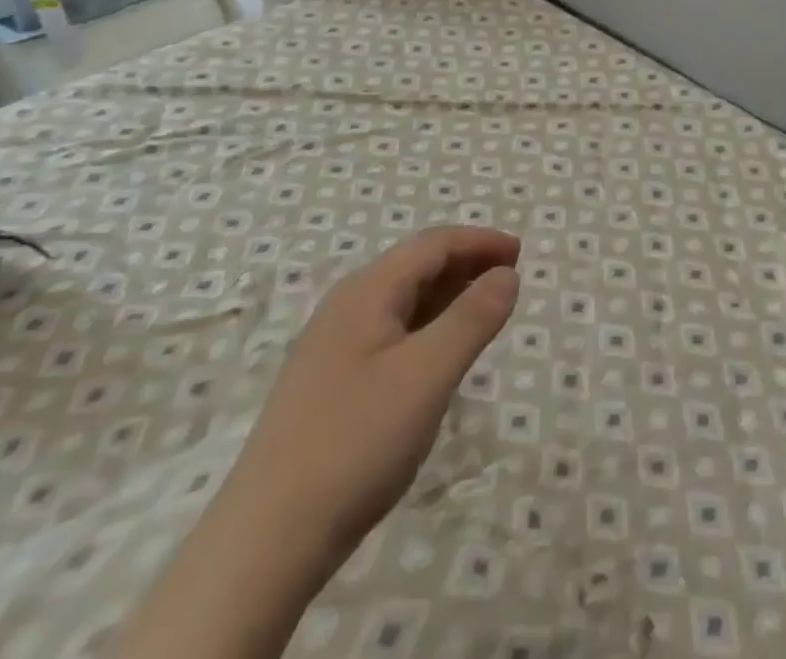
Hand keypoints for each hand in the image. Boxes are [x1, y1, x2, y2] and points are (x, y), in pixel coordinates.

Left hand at [120, 227, 519, 658]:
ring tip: (485, 313)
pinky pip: (390, 334)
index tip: (521, 254)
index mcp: (365, 293)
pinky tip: (440, 356)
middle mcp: (345, 309)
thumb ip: (474, 316)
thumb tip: (507, 274)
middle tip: (510, 280)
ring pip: (402, 302)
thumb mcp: (429, 373)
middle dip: (466, 264)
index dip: (480, 241)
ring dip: (448, 296)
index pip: (433, 244)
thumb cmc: (356, 442)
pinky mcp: (329, 387)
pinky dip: (427, 328)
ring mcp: (332, 350)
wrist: (264, 544)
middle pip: (415, 266)